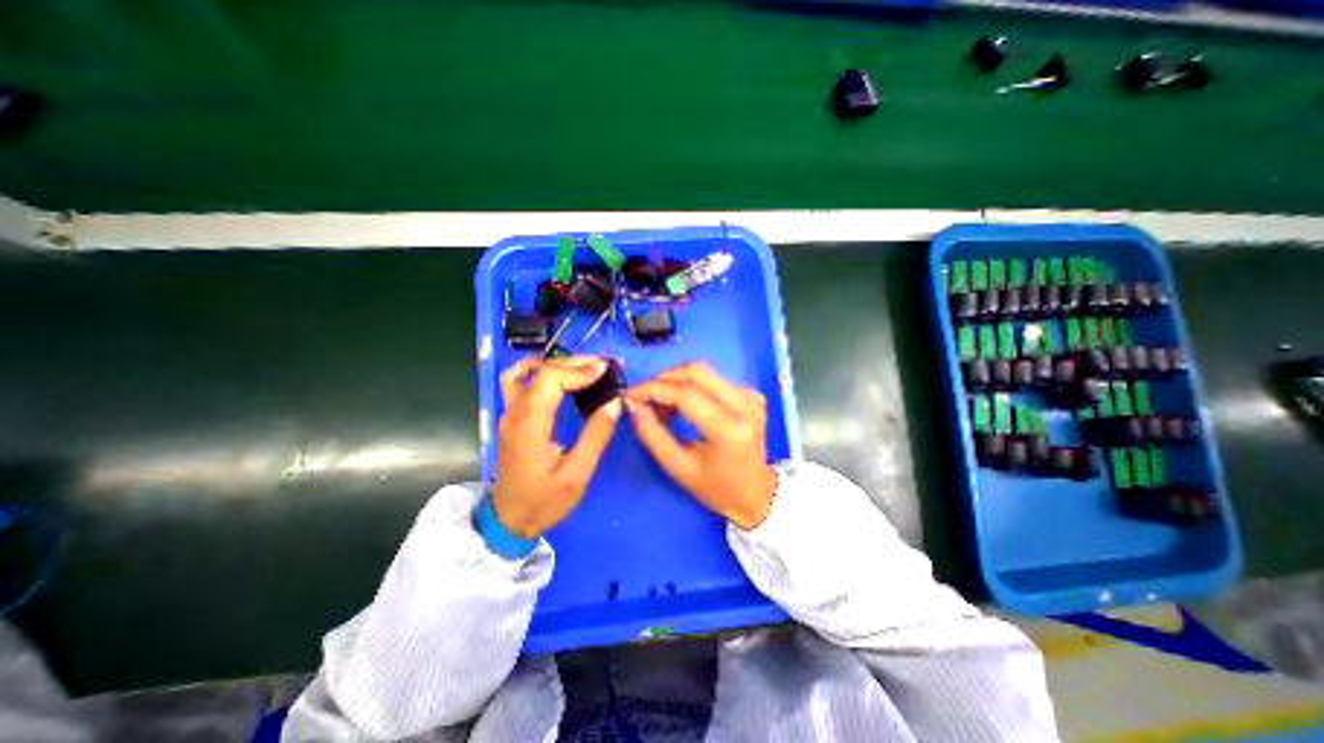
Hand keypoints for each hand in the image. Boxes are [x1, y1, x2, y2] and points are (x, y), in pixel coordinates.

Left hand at [493, 354, 624, 535]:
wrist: (508, 521)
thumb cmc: (543, 501)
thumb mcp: (577, 474)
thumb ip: (596, 435)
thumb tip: (616, 403)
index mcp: (530, 424)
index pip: (550, 379)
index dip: (578, 370)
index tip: (605, 369)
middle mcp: (514, 412)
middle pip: (541, 371)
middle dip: (574, 363)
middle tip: (603, 364)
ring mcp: (508, 413)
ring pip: (528, 372)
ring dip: (557, 364)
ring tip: (584, 367)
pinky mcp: (511, 418)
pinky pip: (518, 382)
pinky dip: (537, 371)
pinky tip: (555, 375)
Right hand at [628, 364, 777, 529]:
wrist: (757, 493)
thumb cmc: (716, 488)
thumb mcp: (678, 467)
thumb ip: (651, 433)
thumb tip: (632, 403)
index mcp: (729, 429)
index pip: (686, 394)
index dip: (654, 389)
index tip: (630, 395)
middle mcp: (745, 404)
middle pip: (696, 371)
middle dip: (663, 379)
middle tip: (645, 399)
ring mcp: (751, 395)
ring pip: (703, 372)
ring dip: (675, 382)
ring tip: (662, 406)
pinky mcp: (750, 393)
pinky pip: (712, 379)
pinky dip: (690, 386)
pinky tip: (681, 405)